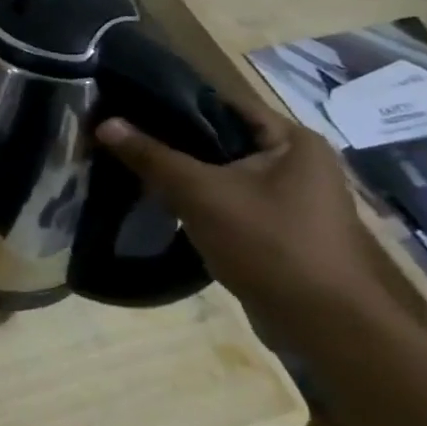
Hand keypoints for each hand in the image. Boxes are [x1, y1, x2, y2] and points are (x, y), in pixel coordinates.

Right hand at [96, 99, 390, 327]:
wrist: (322, 323)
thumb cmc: (268, 242)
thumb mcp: (199, 192)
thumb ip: (151, 155)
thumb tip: (104, 123)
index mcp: (295, 142)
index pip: (223, 105)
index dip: (174, 102)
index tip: (127, 104)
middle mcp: (299, 164)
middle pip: (221, 139)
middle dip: (172, 140)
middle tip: (121, 137)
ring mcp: (292, 200)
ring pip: (222, 173)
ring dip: (182, 173)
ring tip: (131, 166)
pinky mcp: (279, 229)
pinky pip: (228, 200)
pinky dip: (197, 199)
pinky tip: (160, 202)